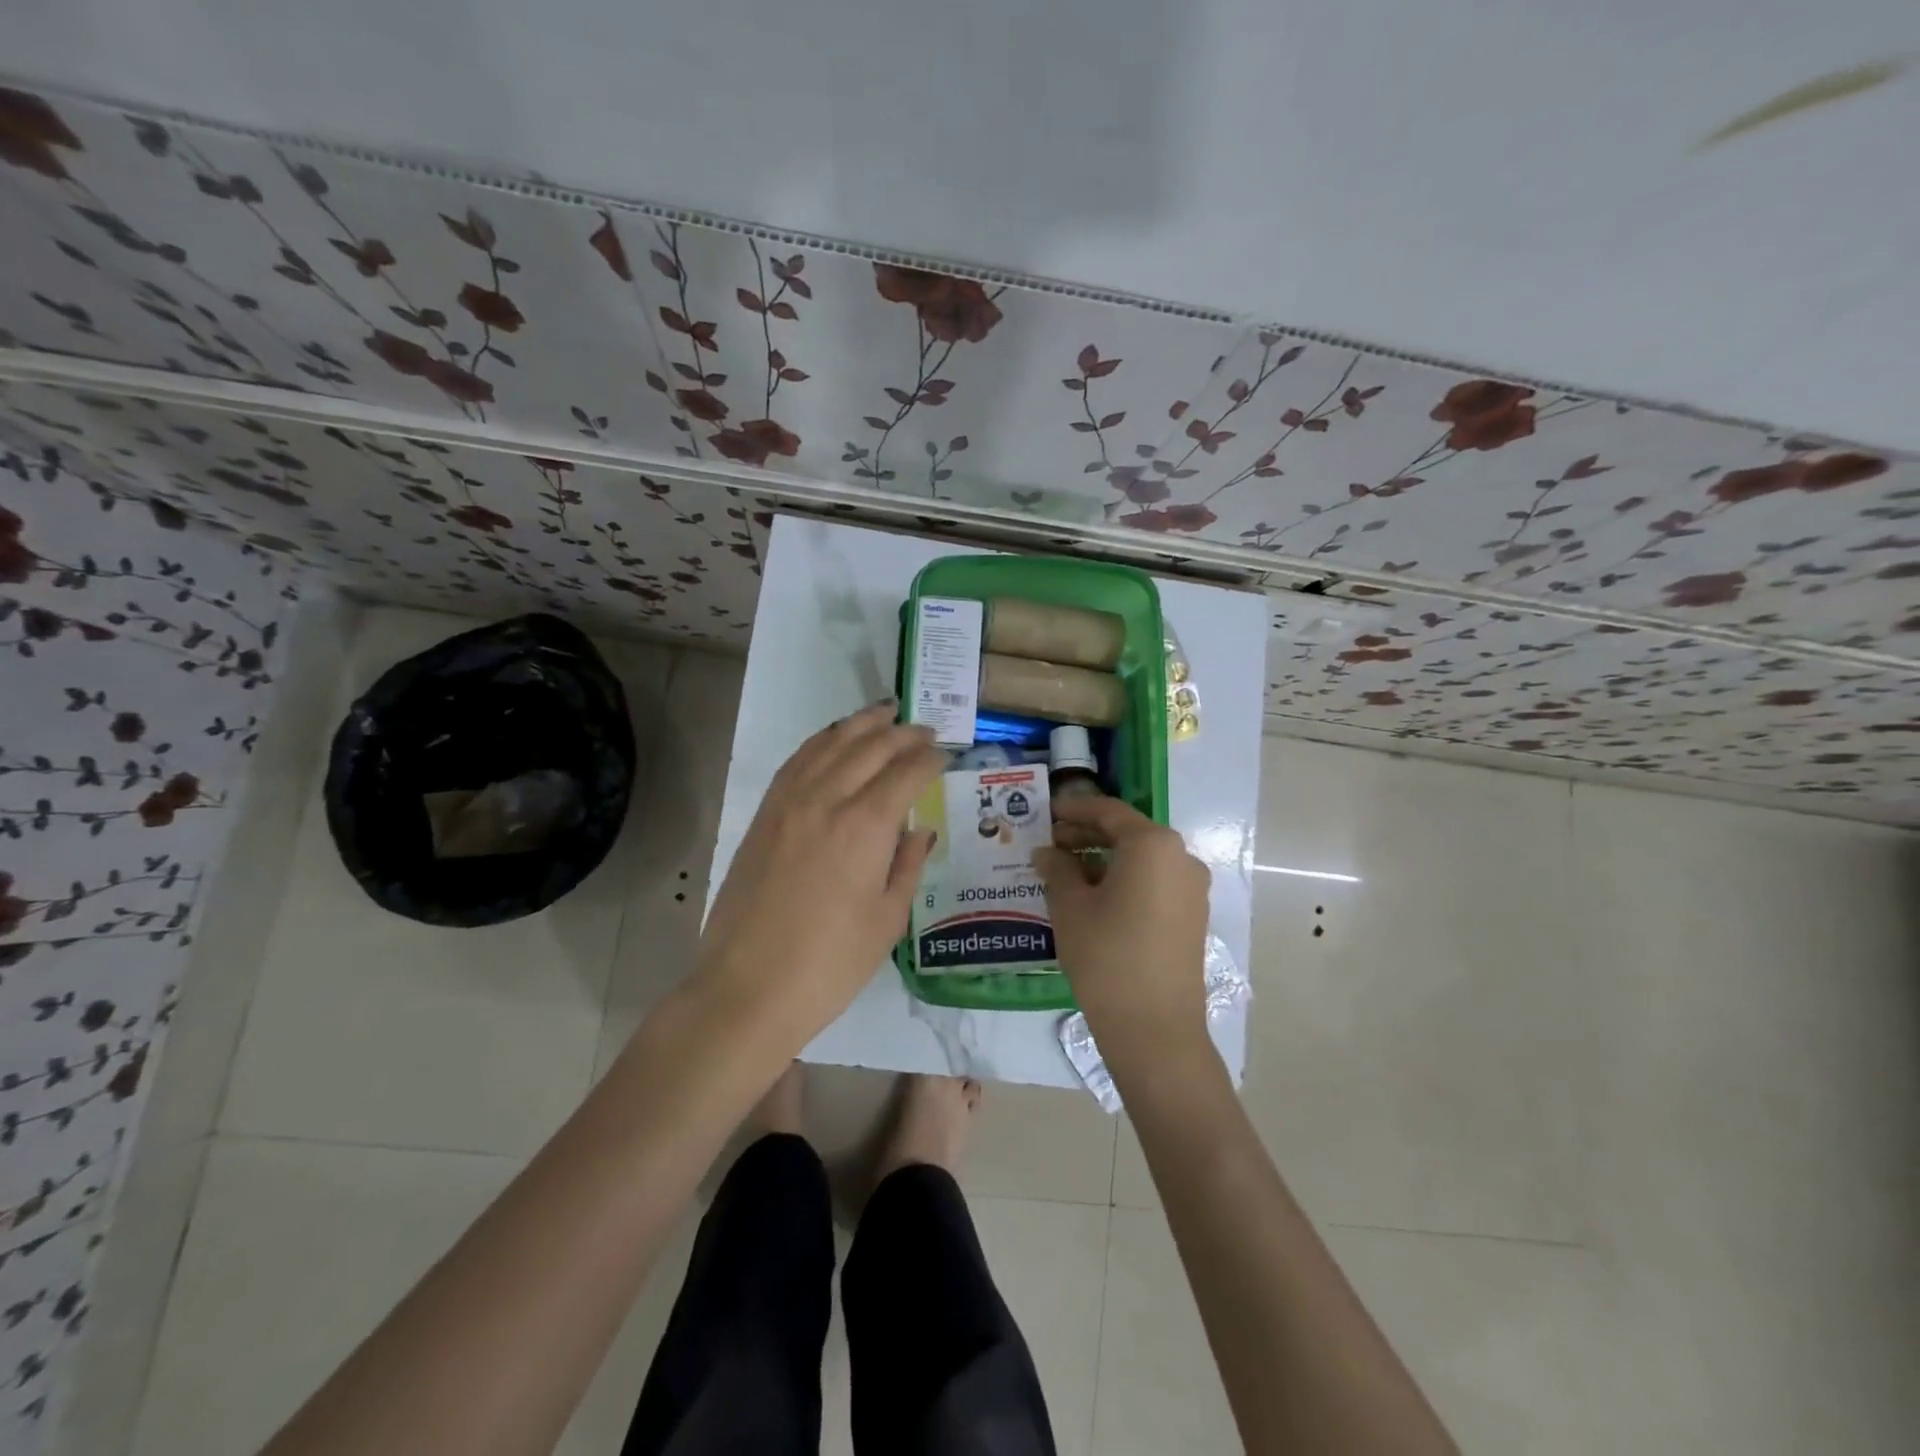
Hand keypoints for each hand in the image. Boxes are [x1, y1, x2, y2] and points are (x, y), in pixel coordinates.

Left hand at [695, 701, 944, 1050]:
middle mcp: (827, 799)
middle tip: (924, 729)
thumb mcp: (887, 920)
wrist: (747, 988)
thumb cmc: (829, 965)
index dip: (931, 758)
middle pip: (870, 747)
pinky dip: (822, 741)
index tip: (946, 755)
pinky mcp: (764, 814)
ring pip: (831, 743)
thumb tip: (920, 831)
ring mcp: (789, 802)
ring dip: (862, 723)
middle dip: (903, 733)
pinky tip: (834, 740)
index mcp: (866, 826)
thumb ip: (907, 866)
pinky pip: (797, 760)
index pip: (907, 772)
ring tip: (885, 713)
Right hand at [1034, 796, 1211, 1056]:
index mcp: (1152, 844)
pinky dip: (1124, 879)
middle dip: (1087, 834)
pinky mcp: (1192, 916)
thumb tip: (1047, 853)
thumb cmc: (1106, 955)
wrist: (1154, 1028)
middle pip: (1128, 833)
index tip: (1046, 812)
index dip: (1074, 809)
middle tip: (1050, 843)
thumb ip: (1057, 869)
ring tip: (1065, 871)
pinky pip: (1154, 882)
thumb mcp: (1070, 907)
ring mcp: (1192, 888)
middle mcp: (1180, 857)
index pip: (1109, 811)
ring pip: (1141, 859)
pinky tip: (1093, 896)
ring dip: (1104, 858)